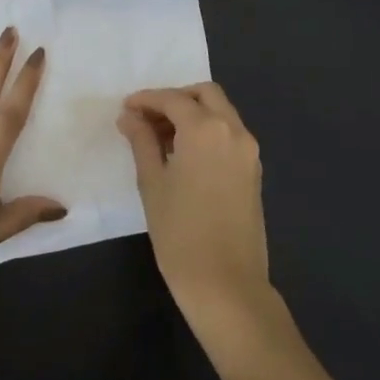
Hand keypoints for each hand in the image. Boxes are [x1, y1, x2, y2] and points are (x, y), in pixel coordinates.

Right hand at [117, 83, 270, 330]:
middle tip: (147, 118)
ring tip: (160, 138)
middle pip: (205, 94)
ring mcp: (248, 151)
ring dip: (192, 114)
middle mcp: (233, 131)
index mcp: (206, 129)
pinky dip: (207, 131)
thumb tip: (130, 117)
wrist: (226, 284)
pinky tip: (183, 155)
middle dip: (175, 99)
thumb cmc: (180, 233)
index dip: (146, 100)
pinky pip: (229, 134)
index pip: (173, 99)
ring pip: (221, 112)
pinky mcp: (253, 171)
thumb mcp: (152, 183)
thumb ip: (142, 142)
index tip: (125, 109)